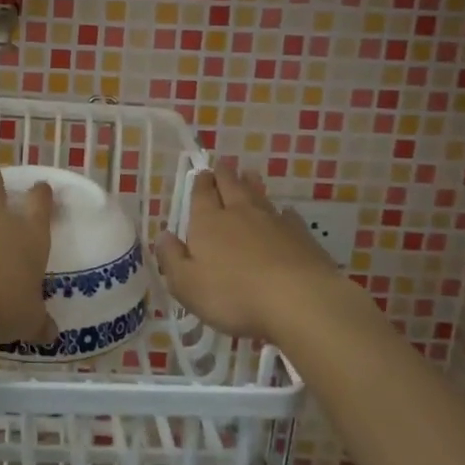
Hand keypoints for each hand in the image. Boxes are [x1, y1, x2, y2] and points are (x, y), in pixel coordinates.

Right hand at [155, 165, 345, 342]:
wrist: (298, 299)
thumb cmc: (232, 295)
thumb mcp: (186, 284)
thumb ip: (171, 258)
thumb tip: (163, 236)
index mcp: (208, 222)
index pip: (201, 194)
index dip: (200, 183)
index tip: (201, 173)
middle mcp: (239, 213)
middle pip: (230, 186)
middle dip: (224, 175)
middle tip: (223, 165)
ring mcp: (273, 222)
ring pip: (258, 196)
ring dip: (252, 184)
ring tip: (249, 174)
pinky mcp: (300, 236)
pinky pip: (288, 217)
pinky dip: (283, 213)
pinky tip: (285, 213)